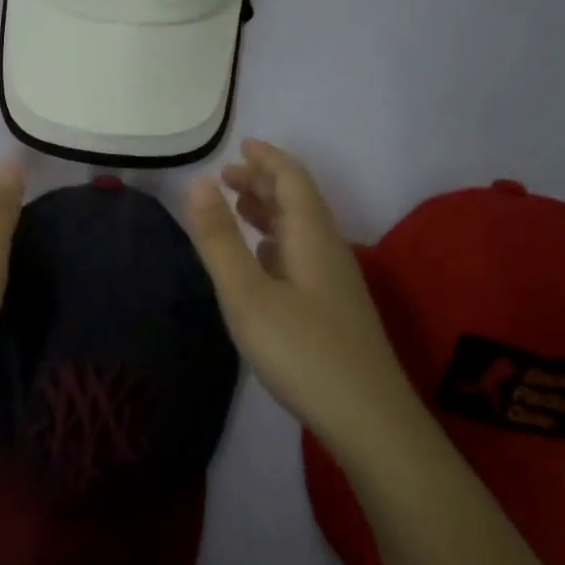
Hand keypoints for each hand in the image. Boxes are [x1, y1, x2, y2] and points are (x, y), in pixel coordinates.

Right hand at [184, 139, 411, 452]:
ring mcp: (335, 282)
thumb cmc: (301, 351)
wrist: (367, 419)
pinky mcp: (334, 308)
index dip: (267, 159)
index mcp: (311, 237)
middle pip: (298, 201)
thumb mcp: (247, 294)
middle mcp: (328, 250)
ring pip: (301, 230)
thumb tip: (196, 182)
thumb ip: (219, 239)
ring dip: (269, 211)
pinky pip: (303, 255)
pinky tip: (262, 259)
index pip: (292, 180)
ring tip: (237, 207)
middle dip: (264, 183)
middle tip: (226, 176)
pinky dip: (277, 242)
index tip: (240, 145)